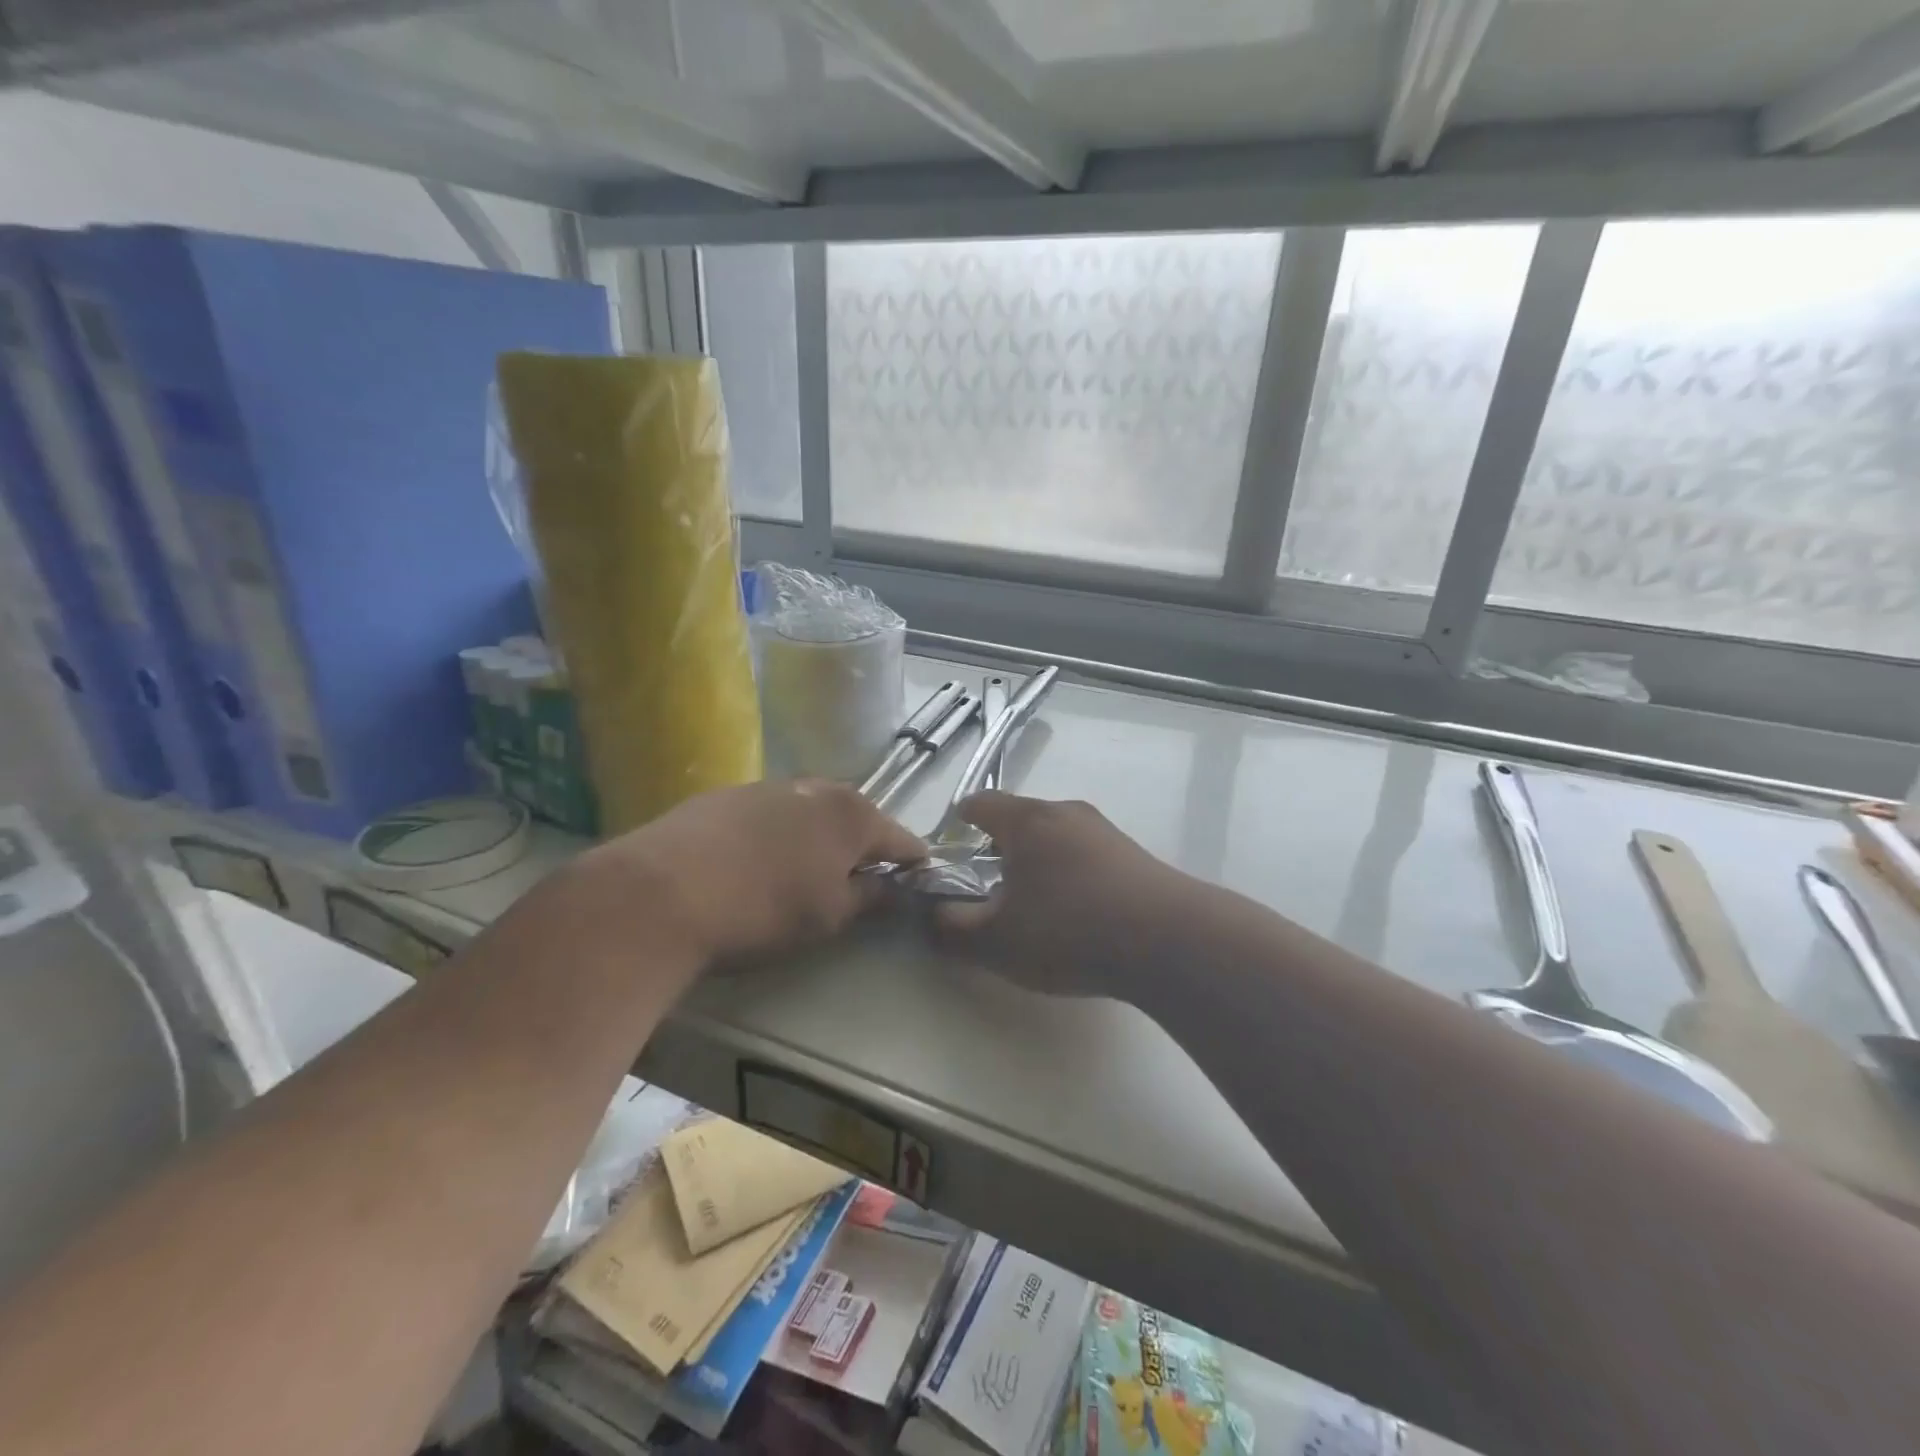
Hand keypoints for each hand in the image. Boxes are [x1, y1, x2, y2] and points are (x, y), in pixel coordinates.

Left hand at [573, 779, 924, 964]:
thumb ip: (868, 898)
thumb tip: (890, 887)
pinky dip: (779, 833)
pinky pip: (772, 812)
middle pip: (856, 817)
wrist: (661, 892)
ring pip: (812, 811)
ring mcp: (769, 785)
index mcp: (852, 814)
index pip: (901, 838)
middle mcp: (816, 788)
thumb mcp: (828, 916)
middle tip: (857, 880)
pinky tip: (757, 861)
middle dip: (863, 845)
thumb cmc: (763, 908)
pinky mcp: (728, 794)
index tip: (915, 883)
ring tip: (805, 871)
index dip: (912, 863)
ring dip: (819, 836)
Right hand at [932, 790, 1193, 999]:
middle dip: (1000, 849)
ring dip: (1039, 863)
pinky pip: (1087, 856)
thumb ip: (951, 929)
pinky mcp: (1135, 855)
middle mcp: (1066, 813)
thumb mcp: (996, 941)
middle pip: (1021, 819)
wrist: (1169, 940)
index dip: (960, 822)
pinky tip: (1079, 915)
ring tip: (1035, 907)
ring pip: (1057, 838)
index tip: (952, 848)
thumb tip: (930, 915)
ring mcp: (1105, 832)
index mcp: (1027, 820)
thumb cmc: (1068, 930)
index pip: (982, 803)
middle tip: (989, 889)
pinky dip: (1072, 875)